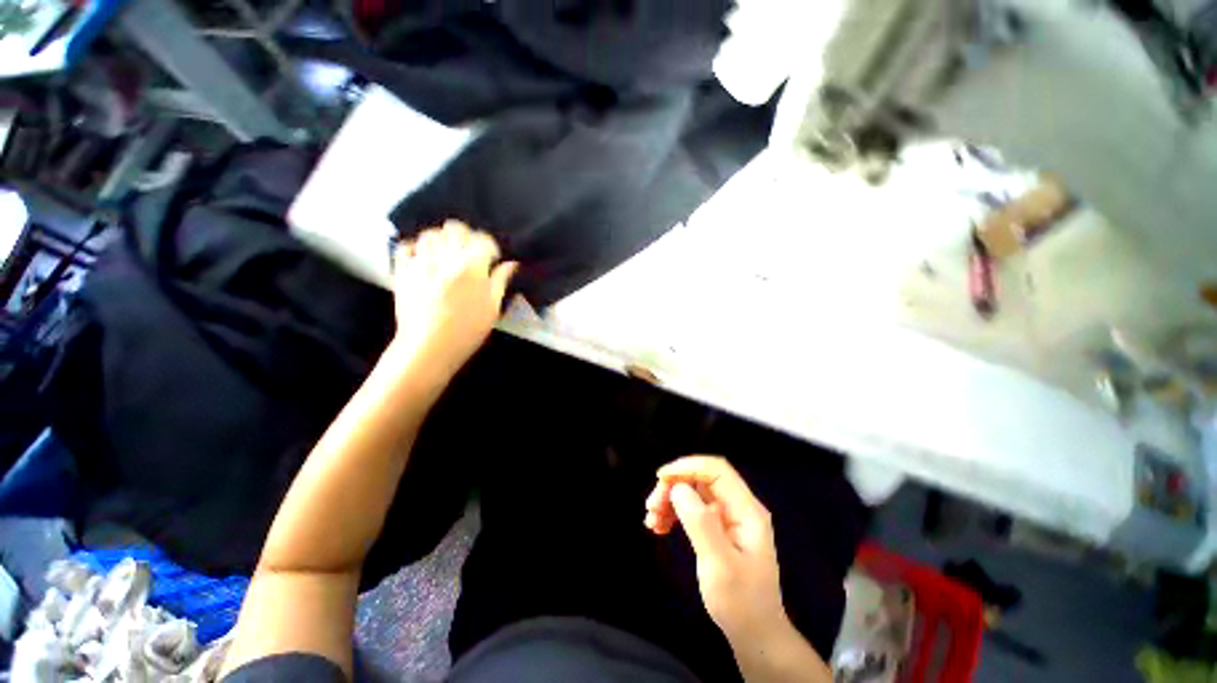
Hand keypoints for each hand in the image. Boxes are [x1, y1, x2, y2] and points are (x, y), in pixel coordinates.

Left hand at [390, 220, 517, 374]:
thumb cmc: (468, 330)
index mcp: (473, 267)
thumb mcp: (492, 307)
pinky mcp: (403, 270)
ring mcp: (422, 262)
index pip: (483, 240)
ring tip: (447, 252)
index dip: (490, 246)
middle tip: (470, 251)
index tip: (492, 257)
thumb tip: (511, 264)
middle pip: (456, 229)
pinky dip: (416, 247)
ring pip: (431, 234)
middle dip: (466, 236)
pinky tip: (424, 258)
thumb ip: (500, 281)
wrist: (429, 346)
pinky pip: (406, 246)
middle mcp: (446, 258)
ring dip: (442, 239)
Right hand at [645, 456, 789, 642]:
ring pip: (693, 492)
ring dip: (670, 499)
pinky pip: (692, 509)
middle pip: (701, 479)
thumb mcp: (720, 565)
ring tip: (651, 519)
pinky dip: (673, 512)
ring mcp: (727, 517)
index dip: (687, 466)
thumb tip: (678, 488)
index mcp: (746, 510)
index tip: (660, 478)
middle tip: (651, 506)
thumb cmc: (741, 603)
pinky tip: (659, 526)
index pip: (716, 470)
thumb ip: (700, 523)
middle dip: (674, 486)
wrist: (756, 635)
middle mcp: (737, 507)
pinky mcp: (717, 528)